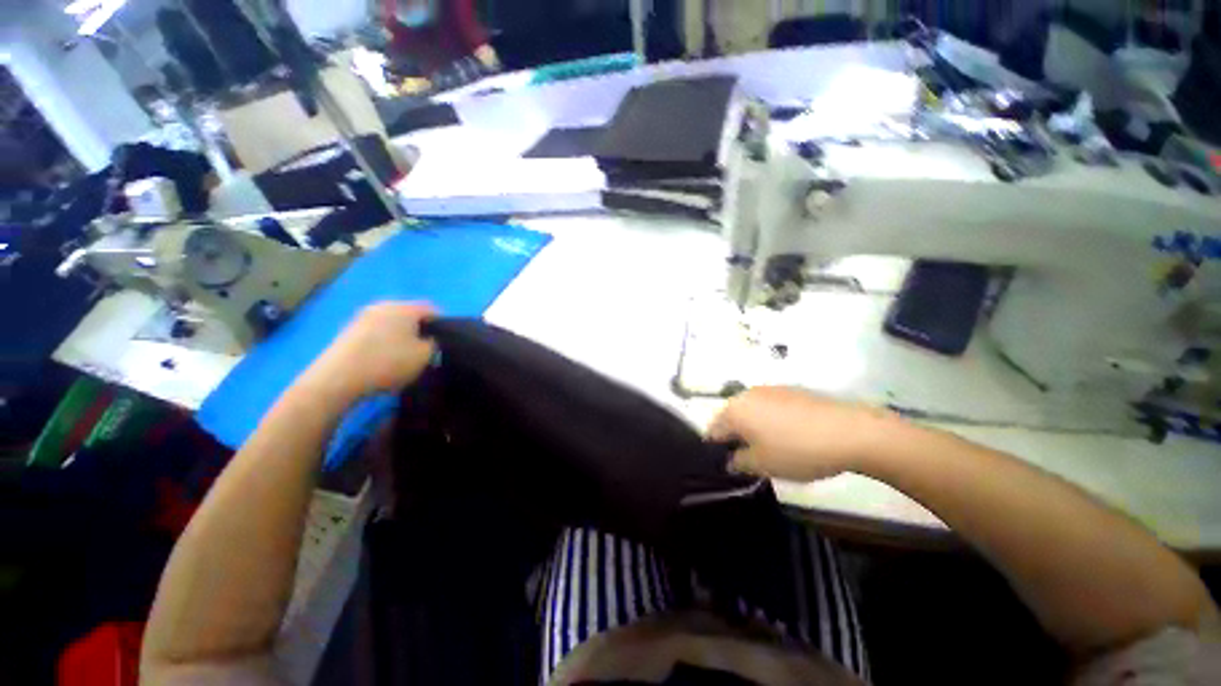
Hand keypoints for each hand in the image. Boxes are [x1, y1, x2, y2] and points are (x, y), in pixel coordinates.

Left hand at [299, 302, 436, 403]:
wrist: (338, 379)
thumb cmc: (389, 362)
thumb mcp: (425, 356)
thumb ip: (435, 343)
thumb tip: (429, 339)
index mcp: (404, 307)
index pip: (432, 309)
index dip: (443, 325)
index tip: (444, 343)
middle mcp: (384, 305)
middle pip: (410, 315)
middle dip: (420, 330)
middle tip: (426, 350)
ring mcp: (363, 317)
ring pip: (392, 324)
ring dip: (401, 337)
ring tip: (404, 357)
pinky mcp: (349, 331)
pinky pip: (376, 332)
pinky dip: (384, 343)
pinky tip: (384, 360)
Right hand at [707, 387, 901, 481]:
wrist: (851, 431)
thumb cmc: (797, 450)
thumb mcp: (762, 465)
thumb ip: (738, 463)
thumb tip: (731, 460)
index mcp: (734, 410)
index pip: (713, 430)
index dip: (717, 450)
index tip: (730, 466)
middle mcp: (747, 394)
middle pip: (731, 418)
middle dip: (736, 437)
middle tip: (751, 459)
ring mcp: (770, 389)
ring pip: (751, 411)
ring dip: (754, 428)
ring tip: (773, 448)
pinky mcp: (791, 390)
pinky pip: (770, 407)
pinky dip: (772, 420)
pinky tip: (792, 436)